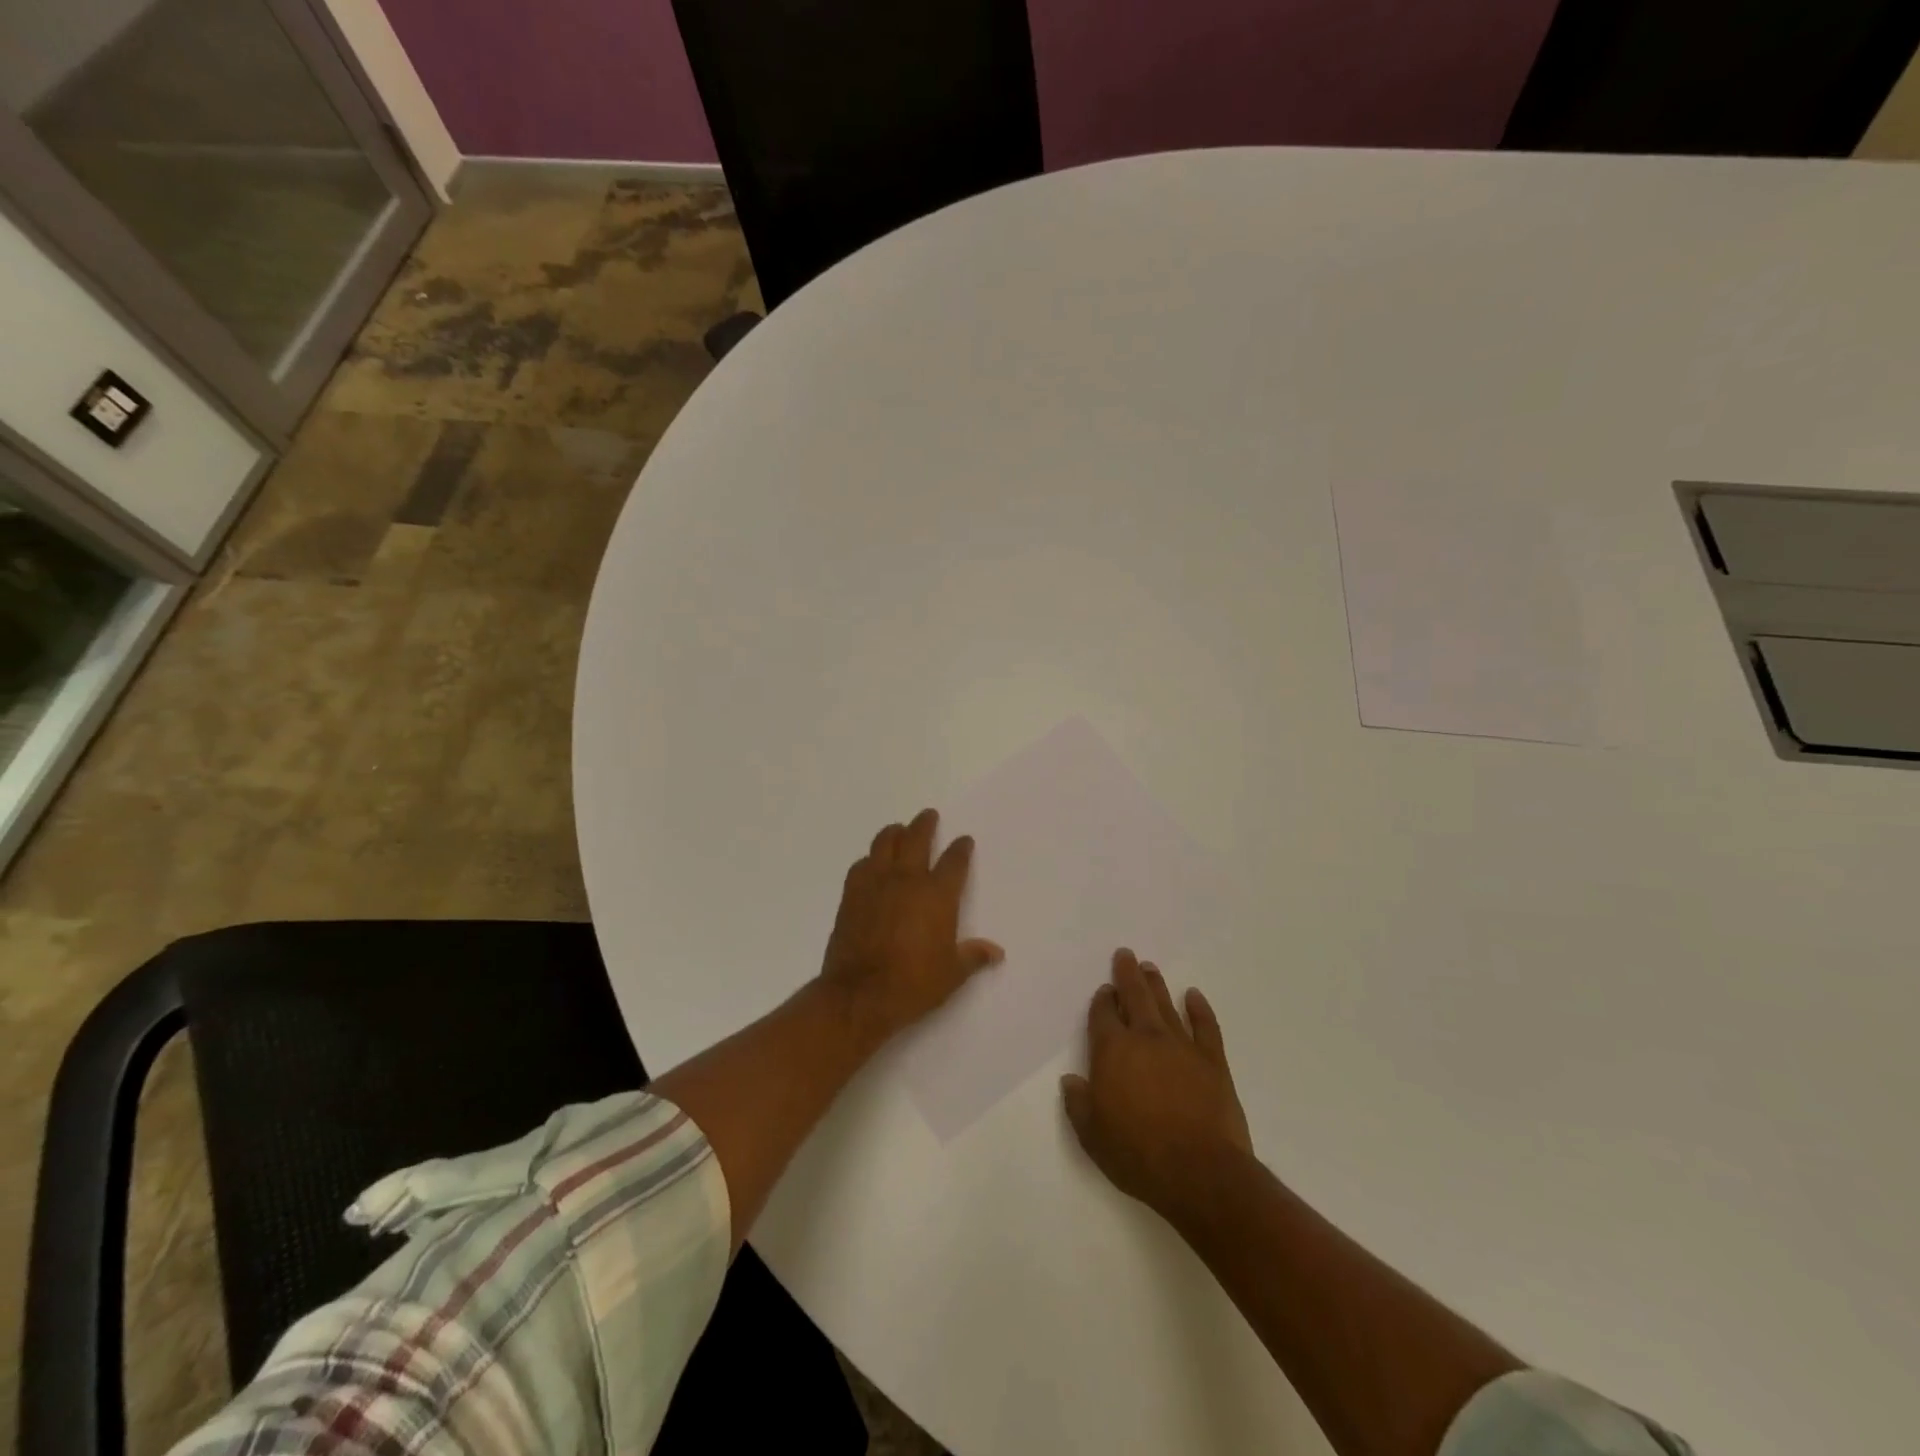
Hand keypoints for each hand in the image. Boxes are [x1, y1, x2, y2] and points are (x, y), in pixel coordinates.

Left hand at [820, 809, 1003, 1042]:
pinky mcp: (852, 895)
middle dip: (925, 824)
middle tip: (929, 815)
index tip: (964, 840)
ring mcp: (876, 884)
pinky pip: (861, 866)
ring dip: (894, 833)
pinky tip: (871, 863)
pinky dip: (869, 859)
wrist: (859, 995)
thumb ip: (973, 956)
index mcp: (937, 895)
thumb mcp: (952, 974)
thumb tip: (996, 951)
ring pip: (885, 844)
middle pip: (916, 839)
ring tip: (899, 829)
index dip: (961, 848)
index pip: (954, 861)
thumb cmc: (913, 984)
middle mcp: (907, 880)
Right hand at [1062, 949, 1252, 1224]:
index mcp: (1112, 1051)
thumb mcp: (1092, 1136)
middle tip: (1126, 955)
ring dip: (1156, 985)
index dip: (1102, 1001)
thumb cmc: (1138, 1154)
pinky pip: (1205, 1026)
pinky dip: (1199, 1008)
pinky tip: (1193, 995)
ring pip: (1166, 1005)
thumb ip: (1078, 1103)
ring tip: (1150, 968)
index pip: (1103, 1015)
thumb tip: (1071, 1081)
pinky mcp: (1213, 1061)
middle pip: (1134, 997)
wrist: (1201, 1173)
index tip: (1103, 991)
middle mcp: (1146, 1038)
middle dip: (1127, 975)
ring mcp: (1182, 1046)